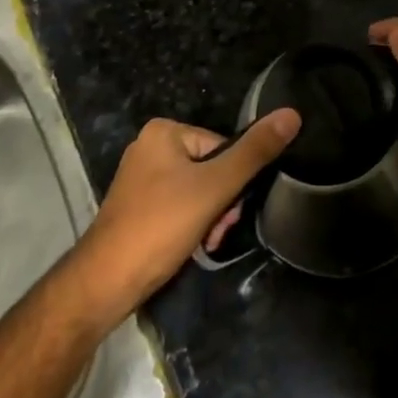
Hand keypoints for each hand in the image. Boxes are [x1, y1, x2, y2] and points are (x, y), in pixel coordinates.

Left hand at [69, 110, 300, 327]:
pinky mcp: (138, 206)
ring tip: (203, 244)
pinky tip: (189, 247)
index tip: (226, 213)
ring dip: (209, 218)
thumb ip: (254, 152)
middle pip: (210, 168)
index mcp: (164, 131)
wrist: (105, 282)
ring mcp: (141, 178)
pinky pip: (179, 205)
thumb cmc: (160, 225)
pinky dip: (190, 225)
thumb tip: (291, 114)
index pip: (222, 148)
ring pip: (197, 190)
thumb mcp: (215, 187)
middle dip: (221, 204)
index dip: (232, 182)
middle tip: (214, 233)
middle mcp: (150, 147)